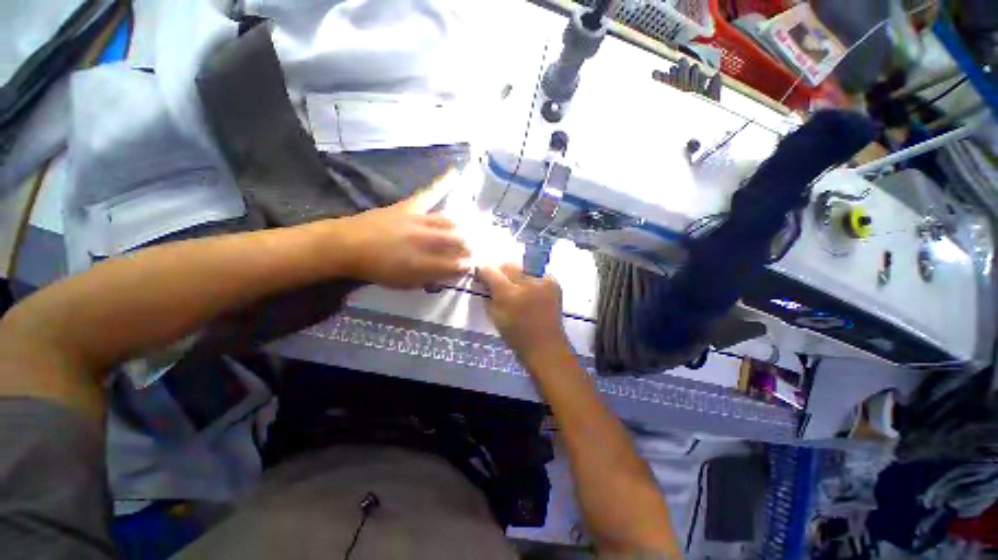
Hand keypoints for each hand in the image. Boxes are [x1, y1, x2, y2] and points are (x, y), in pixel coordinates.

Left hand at [334, 181, 470, 288]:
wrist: (347, 246)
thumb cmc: (376, 269)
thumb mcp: (405, 283)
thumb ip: (431, 278)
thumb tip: (452, 271)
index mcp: (423, 263)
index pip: (456, 264)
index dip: (467, 265)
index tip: (472, 265)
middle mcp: (425, 241)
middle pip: (458, 241)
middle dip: (470, 245)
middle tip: (476, 248)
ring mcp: (418, 221)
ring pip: (450, 221)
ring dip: (464, 226)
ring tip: (473, 228)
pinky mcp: (409, 206)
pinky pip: (428, 193)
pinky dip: (442, 182)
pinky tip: (455, 171)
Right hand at [476, 263, 570, 360]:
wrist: (545, 345)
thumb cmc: (516, 334)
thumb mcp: (495, 315)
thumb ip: (488, 295)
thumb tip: (485, 281)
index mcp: (508, 294)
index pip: (491, 271)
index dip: (483, 270)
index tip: (480, 274)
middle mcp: (526, 283)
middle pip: (508, 265)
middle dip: (500, 271)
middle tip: (498, 282)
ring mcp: (542, 281)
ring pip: (522, 266)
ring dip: (516, 273)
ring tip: (515, 286)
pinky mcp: (554, 282)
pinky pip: (537, 273)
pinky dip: (531, 278)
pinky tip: (530, 290)